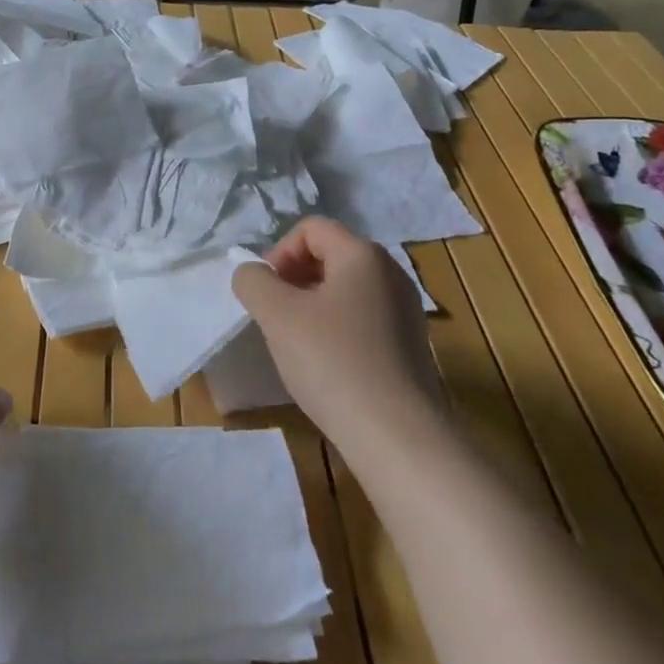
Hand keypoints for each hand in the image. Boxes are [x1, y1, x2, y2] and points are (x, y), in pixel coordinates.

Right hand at [232, 217, 442, 452]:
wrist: (397, 435)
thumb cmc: (332, 361)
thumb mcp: (276, 315)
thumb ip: (253, 281)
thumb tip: (252, 274)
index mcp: (363, 254)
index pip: (311, 228)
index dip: (279, 252)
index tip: (266, 292)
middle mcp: (391, 272)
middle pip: (330, 255)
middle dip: (294, 278)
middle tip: (276, 315)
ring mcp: (406, 310)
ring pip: (346, 289)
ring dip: (313, 305)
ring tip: (297, 342)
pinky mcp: (411, 345)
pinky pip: (363, 318)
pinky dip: (337, 328)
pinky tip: (326, 364)